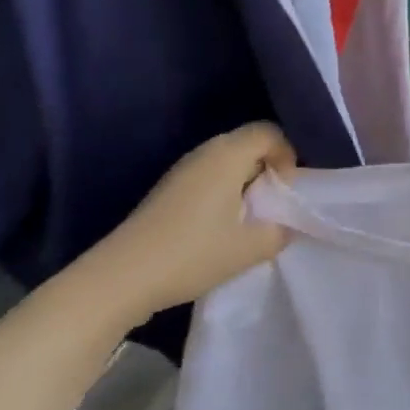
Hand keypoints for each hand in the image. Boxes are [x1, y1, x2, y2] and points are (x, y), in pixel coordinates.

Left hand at [73, 123, 296, 329]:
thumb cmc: (192, 254)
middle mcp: (205, 152)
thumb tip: (287, 225)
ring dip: (245, 181)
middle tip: (272, 204)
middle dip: (268, 168)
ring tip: (248, 218)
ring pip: (227, 160)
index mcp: (228, 155)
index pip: (269, 132)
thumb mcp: (248, 249)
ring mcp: (183, 169)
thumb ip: (279, 232)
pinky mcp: (168, 188)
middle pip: (248, 142)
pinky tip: (220, 226)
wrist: (122, 276)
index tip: (286, 190)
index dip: (287, 155)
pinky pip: (208, 174)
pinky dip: (224, 190)